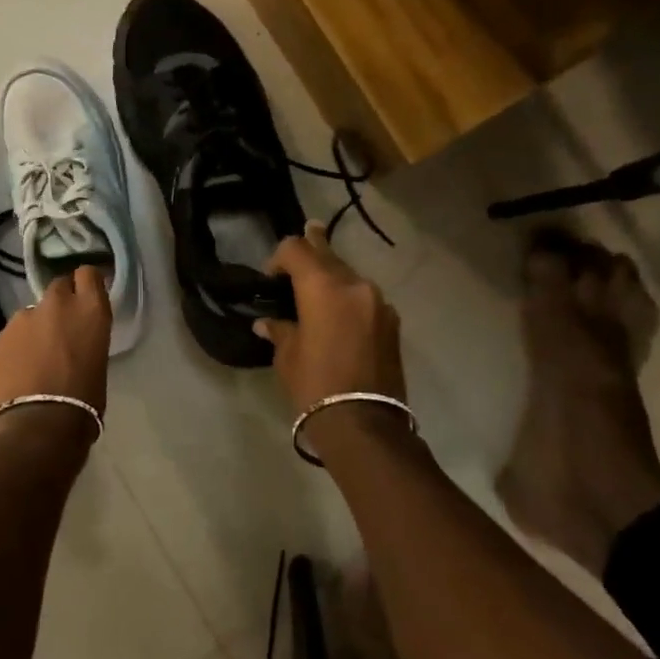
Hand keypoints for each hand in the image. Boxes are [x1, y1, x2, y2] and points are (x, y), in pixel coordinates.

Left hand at [0, 266, 111, 417]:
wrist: (38, 426)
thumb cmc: (83, 402)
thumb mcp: (98, 363)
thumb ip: (86, 340)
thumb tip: (74, 342)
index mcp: (90, 310)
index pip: (89, 274)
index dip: (86, 284)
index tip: (87, 298)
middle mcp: (57, 304)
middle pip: (59, 286)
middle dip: (60, 302)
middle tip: (61, 327)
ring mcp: (23, 317)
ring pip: (31, 312)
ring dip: (36, 326)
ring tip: (35, 356)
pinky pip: (12, 334)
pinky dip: (16, 346)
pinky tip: (18, 370)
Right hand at [258, 222, 405, 414]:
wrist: (364, 424)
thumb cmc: (315, 385)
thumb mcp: (287, 356)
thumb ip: (280, 329)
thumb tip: (267, 323)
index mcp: (323, 287)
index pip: (297, 249)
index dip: (279, 257)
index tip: (271, 278)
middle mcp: (355, 285)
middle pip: (328, 255)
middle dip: (312, 249)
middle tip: (307, 234)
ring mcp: (378, 302)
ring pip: (349, 275)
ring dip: (333, 276)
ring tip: (318, 287)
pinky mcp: (392, 322)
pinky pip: (365, 298)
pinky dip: (349, 298)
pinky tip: (340, 315)